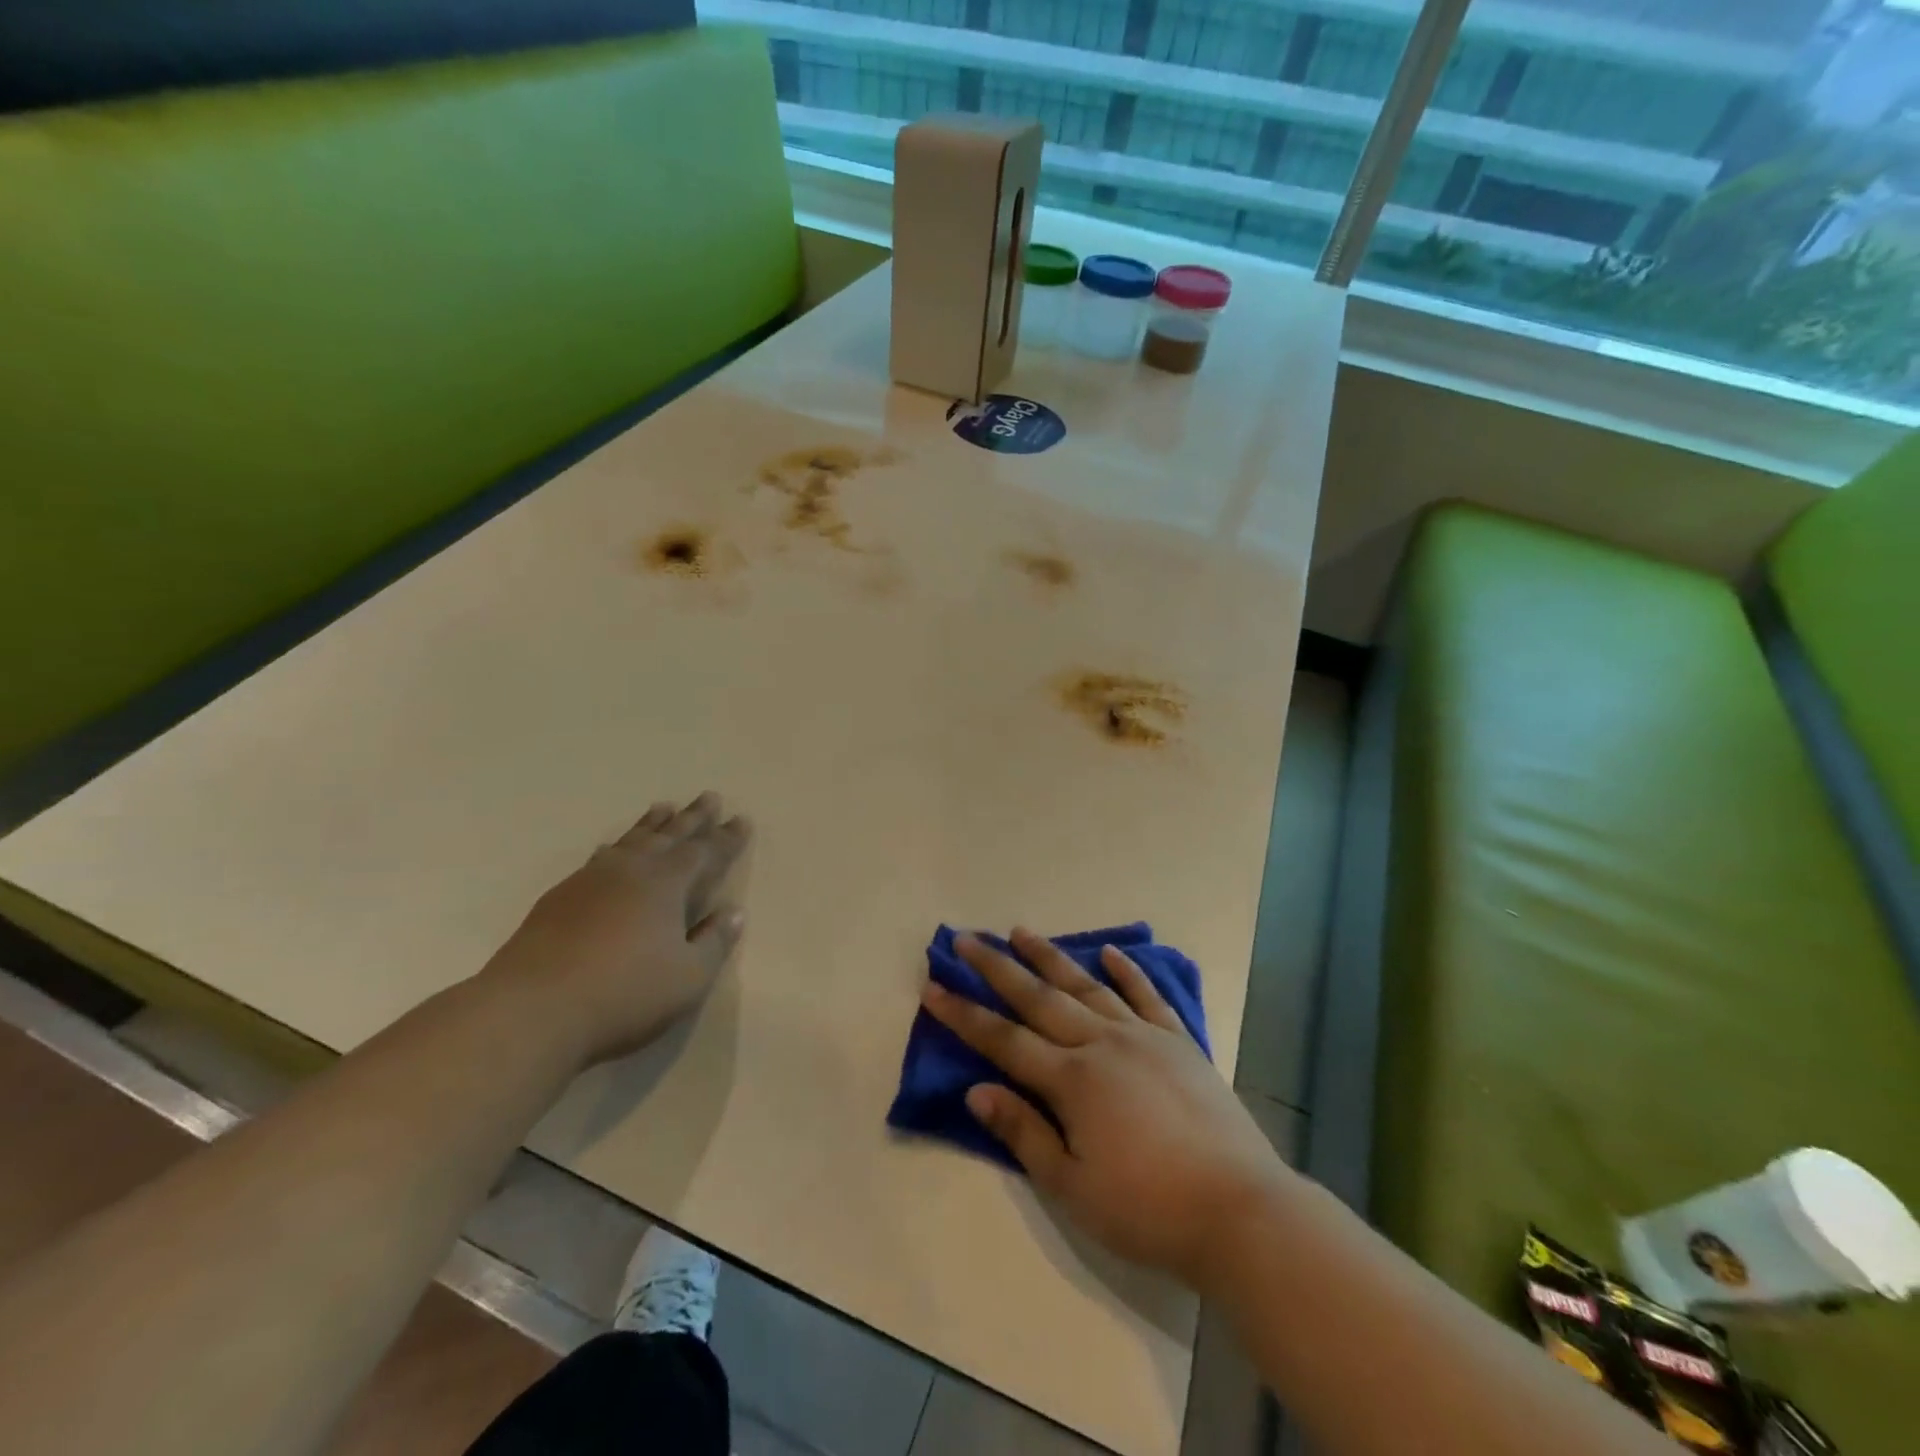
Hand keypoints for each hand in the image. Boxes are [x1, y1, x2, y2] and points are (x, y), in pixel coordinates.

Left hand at [483, 793, 748, 1066]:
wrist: (533, 1009)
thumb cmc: (625, 993)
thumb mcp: (688, 977)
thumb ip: (714, 942)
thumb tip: (734, 912)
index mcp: (666, 884)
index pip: (705, 852)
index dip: (726, 838)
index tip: (741, 819)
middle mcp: (631, 871)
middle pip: (669, 835)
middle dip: (692, 817)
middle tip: (709, 796)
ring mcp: (591, 881)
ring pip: (630, 841)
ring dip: (651, 824)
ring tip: (662, 807)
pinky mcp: (559, 898)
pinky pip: (598, 858)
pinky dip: (614, 847)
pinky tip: (610, 848)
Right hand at [922, 929, 1290, 1291]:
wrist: (1240, 1210)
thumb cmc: (1148, 1208)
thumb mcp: (1073, 1186)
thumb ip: (1023, 1132)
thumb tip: (976, 1091)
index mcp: (1072, 1080)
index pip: (1003, 1039)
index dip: (964, 1014)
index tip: (932, 986)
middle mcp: (1102, 1043)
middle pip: (1038, 998)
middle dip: (997, 967)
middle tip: (966, 938)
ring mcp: (1143, 1036)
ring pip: (1085, 986)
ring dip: (1050, 957)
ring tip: (1020, 931)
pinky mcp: (1179, 1041)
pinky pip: (1146, 996)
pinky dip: (1126, 971)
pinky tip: (1110, 952)